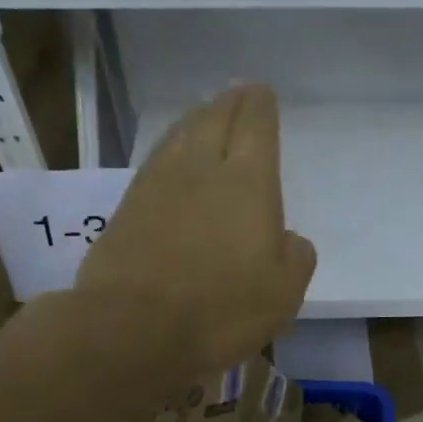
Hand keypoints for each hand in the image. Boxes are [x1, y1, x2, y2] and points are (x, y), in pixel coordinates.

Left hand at [75, 84, 315, 377]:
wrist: (134, 328)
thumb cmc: (222, 310)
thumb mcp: (283, 292)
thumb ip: (295, 256)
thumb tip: (286, 237)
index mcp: (248, 182)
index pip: (255, 125)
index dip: (260, 105)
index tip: (262, 94)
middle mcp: (201, 169)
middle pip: (215, 118)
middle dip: (230, 102)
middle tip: (238, 93)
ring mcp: (158, 184)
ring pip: (180, 134)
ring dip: (197, 118)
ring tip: (206, 114)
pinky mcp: (127, 207)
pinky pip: (156, 160)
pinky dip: (170, 148)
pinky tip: (172, 157)